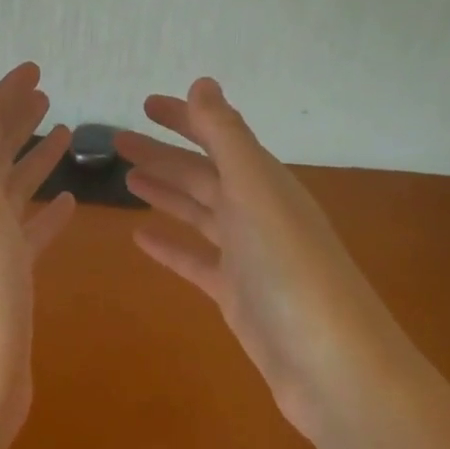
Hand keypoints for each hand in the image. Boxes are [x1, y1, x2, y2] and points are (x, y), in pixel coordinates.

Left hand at [0, 64, 73, 438]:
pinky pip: (31, 234)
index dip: (4, 96)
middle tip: (45, 91)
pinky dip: (46, 213)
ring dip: (34, 159)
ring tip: (64, 132)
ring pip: (14, 190)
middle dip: (16, 119)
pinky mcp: (12, 281)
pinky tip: (67, 203)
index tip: (33, 69)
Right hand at [118, 78, 384, 438]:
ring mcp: (247, 255)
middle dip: (162, 153)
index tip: (144, 104)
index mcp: (262, 180)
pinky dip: (170, 246)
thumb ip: (226, 136)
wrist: (333, 367)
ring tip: (125, 178)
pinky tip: (140, 237)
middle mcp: (256, 210)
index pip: (217, 136)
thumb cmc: (291, 268)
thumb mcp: (255, 190)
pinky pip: (196, 259)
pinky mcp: (237, 295)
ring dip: (164, 192)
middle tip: (116, 140)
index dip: (183, 117)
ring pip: (197, 211)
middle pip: (201, 172)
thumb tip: (202, 82)